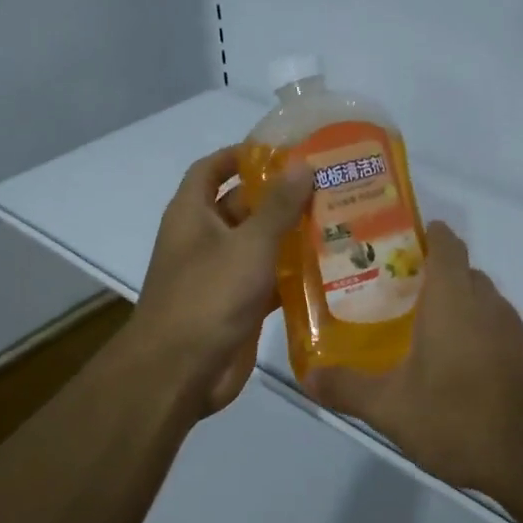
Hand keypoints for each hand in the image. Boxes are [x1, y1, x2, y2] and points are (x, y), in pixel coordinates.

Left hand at [129, 145, 312, 417]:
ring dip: (292, 236)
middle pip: (243, 206)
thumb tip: (303, 164)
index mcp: (193, 214)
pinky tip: (333, 268)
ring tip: (340, 220)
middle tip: (328, 185)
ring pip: (260, 245)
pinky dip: (294, 274)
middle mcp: (204, 239)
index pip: (211, 169)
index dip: (240, 155)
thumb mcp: (248, 244)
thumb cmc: (208, 295)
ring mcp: (222, 274)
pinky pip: (270, 280)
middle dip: (280, 196)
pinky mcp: (239, 306)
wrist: (181, 372)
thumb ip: (278, 206)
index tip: (282, 149)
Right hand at [303, 221, 522, 494]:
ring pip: (478, 300)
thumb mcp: (390, 408)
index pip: (445, 243)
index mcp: (453, 297)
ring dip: (451, 304)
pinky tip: (448, 366)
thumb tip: (307, 377)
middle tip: (388, 290)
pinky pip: (492, 327)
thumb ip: (347, 388)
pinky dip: (470, 332)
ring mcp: (512, 330)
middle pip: (460, 271)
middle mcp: (486, 303)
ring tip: (412, 327)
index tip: (393, 241)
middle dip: (428, 273)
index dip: (424, 233)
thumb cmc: (460, 418)